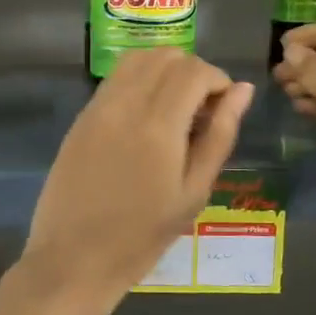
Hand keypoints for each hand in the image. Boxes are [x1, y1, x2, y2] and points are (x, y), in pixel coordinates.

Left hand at [25, 50, 253, 298]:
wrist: (73, 258)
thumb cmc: (142, 236)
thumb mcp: (193, 192)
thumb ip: (220, 135)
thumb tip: (242, 90)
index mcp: (158, 124)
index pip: (194, 70)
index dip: (218, 81)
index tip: (223, 110)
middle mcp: (125, 104)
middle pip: (166, 56)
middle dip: (193, 73)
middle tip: (200, 113)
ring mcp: (97, 108)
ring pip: (137, 60)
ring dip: (164, 72)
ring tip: (174, 112)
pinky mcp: (80, 118)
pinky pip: (115, 80)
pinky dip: (138, 83)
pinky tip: (145, 120)